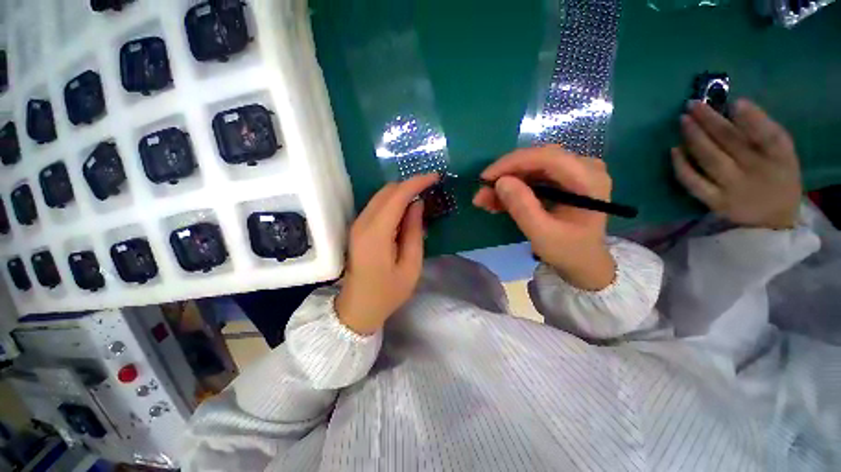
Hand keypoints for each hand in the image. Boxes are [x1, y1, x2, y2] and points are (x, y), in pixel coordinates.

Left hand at [335, 174, 439, 334]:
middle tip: (430, 188)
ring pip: (381, 196)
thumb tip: (417, 204)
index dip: (416, 182)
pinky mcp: (357, 228)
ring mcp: (357, 225)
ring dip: (401, 192)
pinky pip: (377, 206)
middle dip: (409, 184)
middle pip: (387, 191)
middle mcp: (362, 223)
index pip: (397, 196)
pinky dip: (393, 202)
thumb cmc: (388, 292)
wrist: (358, 307)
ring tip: (421, 197)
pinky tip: (406, 210)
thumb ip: (414, 232)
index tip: (435, 177)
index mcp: (376, 233)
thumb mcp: (411, 266)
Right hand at [473, 145, 615, 290]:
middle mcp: (584, 167)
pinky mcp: (561, 179)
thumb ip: (523, 208)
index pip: (547, 157)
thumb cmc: (568, 251)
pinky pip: (531, 177)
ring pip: (530, 168)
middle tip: (481, 194)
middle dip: (505, 175)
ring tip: (484, 201)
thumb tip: (500, 182)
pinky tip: (496, 201)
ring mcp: (573, 172)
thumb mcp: (543, 234)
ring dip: (505, 183)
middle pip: (536, 160)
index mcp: (588, 179)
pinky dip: (512, 188)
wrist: (583, 262)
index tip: (485, 178)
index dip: (512, 163)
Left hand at [673, 99, 801, 229]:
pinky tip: (674, 149)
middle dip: (710, 121)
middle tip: (692, 104)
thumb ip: (761, 131)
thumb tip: (733, 107)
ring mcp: (733, 189)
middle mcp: (757, 172)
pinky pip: (694, 183)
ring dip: (694, 138)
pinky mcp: (715, 202)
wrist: (773, 219)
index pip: (769, 136)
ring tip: (683, 120)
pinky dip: (682, 166)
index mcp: (781, 157)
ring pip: (710, 159)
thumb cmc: (777, 176)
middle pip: (731, 143)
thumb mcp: (781, 152)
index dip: (753, 120)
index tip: (735, 102)